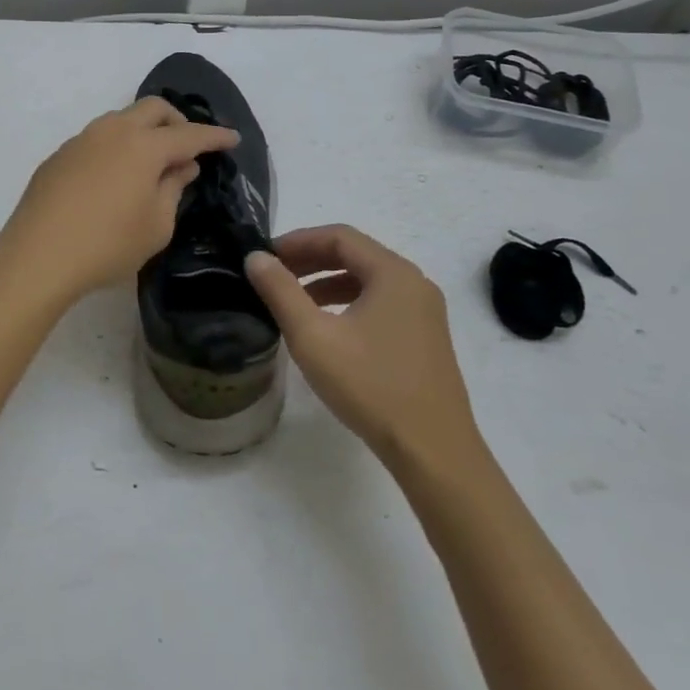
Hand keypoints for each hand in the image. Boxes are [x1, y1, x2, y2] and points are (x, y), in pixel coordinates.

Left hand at [0, 97, 238, 304]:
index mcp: (145, 146)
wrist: (37, 255)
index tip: (233, 138)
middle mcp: (114, 131)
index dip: (215, 136)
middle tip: (188, 146)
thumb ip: (174, 188)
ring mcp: (83, 139)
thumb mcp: (157, 225)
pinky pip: (98, 138)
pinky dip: (117, 146)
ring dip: (144, 130)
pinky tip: (115, 177)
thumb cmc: (107, 245)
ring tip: (151, 162)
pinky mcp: (60, 154)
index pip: (190, 135)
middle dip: (177, 120)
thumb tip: (182, 166)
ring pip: (122, 118)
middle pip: (154, 108)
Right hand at [245, 225, 480, 471]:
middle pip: (356, 255)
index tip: (265, 255)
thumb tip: (255, 257)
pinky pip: (381, 304)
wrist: (434, 453)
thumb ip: (280, 291)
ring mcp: (425, 312)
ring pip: (368, 281)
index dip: (298, 240)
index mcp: (393, 273)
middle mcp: (414, 283)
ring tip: (293, 301)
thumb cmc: (371, 387)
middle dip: (311, 260)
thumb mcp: (313, 337)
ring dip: (328, 283)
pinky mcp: (426, 338)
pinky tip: (328, 329)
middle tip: (274, 274)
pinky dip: (349, 304)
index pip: (339, 236)